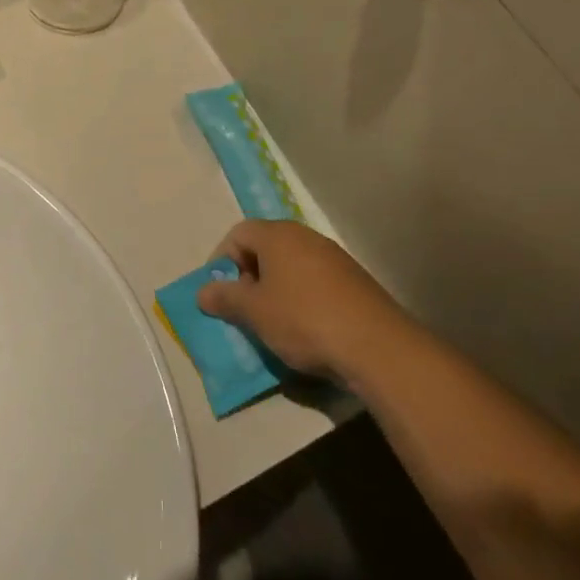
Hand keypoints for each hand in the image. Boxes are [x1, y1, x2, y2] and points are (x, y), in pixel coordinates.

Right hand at [195, 220, 418, 383]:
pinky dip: (300, 298)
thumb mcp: (254, 312)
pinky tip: (304, 328)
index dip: (221, 260)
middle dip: (248, 276)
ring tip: (271, 322)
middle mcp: (307, 237)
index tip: (219, 292)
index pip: (238, 233)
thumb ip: (225, 298)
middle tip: (243, 308)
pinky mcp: (354, 281)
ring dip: (274, 289)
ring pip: (291, 266)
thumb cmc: (303, 319)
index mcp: (279, 235)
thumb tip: (203, 292)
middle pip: (265, 247)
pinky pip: (314, 282)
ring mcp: (334, 258)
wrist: (376, 346)